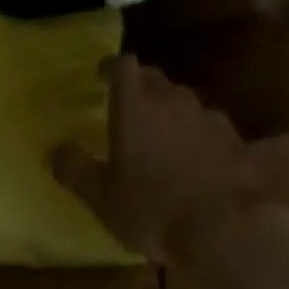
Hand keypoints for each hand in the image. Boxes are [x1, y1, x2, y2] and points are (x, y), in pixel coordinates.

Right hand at [52, 57, 267, 265]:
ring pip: (182, 99)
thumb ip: (77, 171)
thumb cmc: (153, 209)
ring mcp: (204, 113)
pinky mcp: (231, 134)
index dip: (112, 67)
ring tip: (162, 137)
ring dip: (170, 110)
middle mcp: (170, 98)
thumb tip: (57, 149)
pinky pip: (206, 124)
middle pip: (154, 78)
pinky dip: (196, 133)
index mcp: (135, 105)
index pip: (123, 65)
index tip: (102, 75)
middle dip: (141, 87)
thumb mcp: (103, 199)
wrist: (225, 223)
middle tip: (130, 108)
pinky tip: (196, 159)